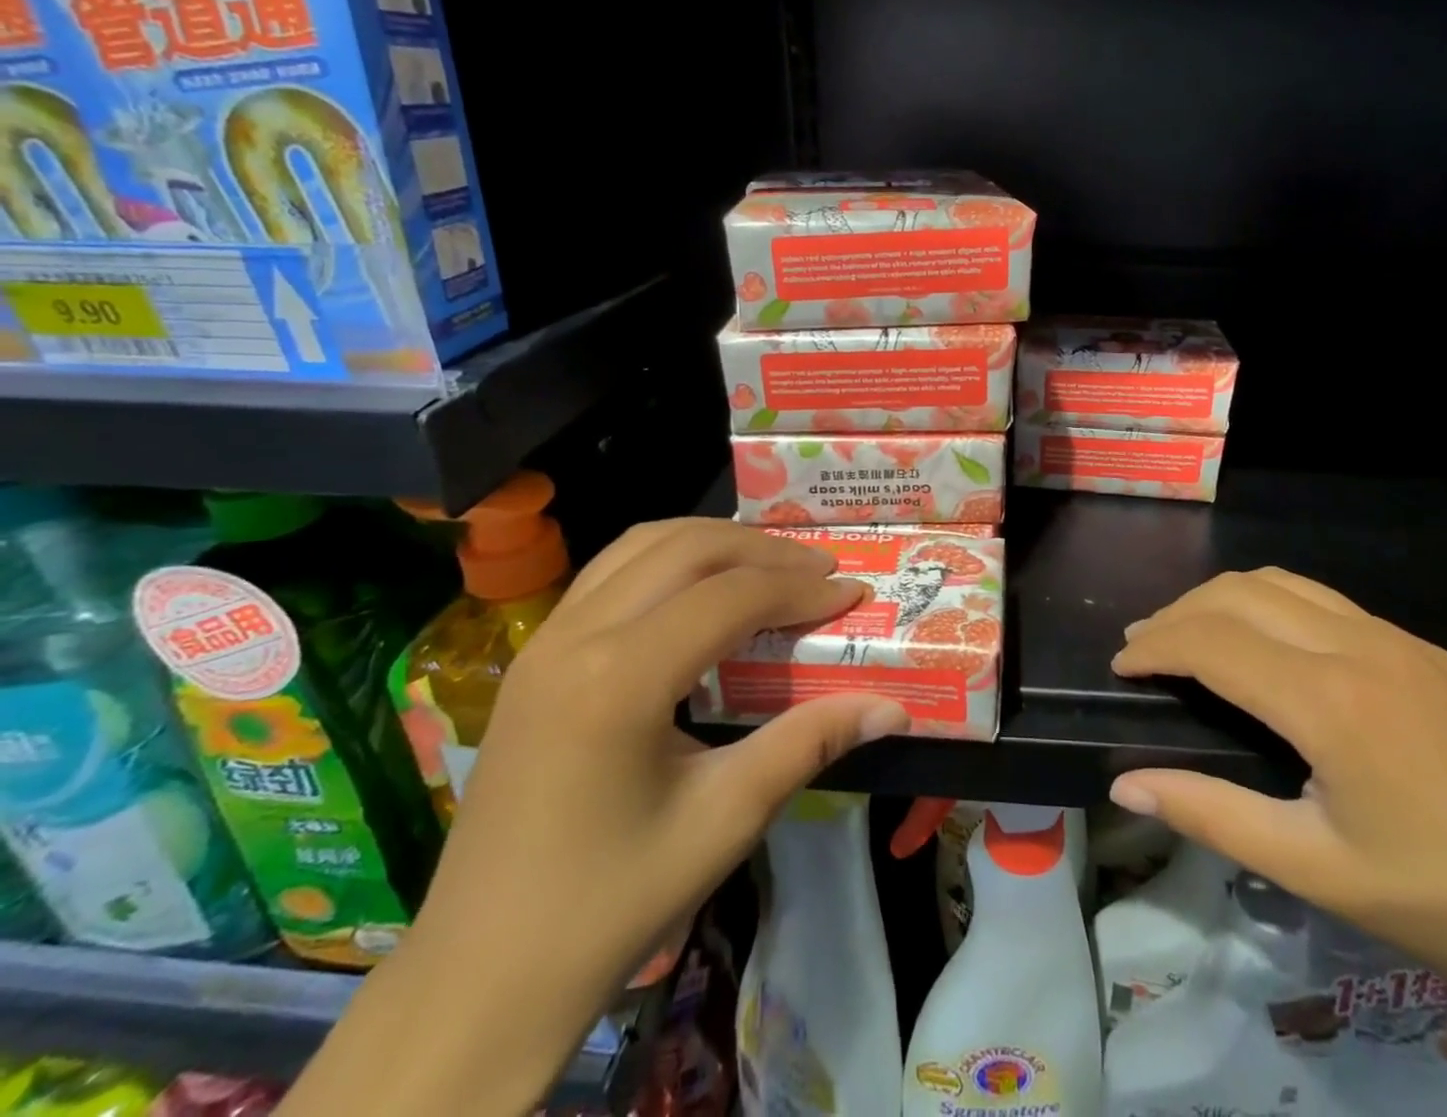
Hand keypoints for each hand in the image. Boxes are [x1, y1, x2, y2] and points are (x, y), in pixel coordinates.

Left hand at [418, 517, 908, 999]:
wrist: (481, 977)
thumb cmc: (611, 903)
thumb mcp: (725, 819)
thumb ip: (810, 742)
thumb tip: (892, 706)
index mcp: (619, 679)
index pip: (730, 596)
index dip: (800, 588)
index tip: (852, 591)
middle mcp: (575, 636)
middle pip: (687, 549)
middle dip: (763, 550)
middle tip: (820, 569)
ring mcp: (544, 640)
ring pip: (642, 544)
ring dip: (714, 542)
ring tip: (769, 564)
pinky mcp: (533, 655)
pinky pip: (610, 571)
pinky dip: (669, 558)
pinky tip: (700, 590)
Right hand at [1108, 570, 1446, 1116]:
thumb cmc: (1431, 901)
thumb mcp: (1306, 866)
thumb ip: (1207, 812)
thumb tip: (1123, 783)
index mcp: (1329, 701)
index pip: (1211, 641)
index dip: (1155, 646)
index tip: (1121, 667)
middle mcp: (1361, 646)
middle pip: (1238, 593)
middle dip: (1178, 613)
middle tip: (1144, 648)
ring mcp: (1400, 640)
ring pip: (1283, 583)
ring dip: (1223, 600)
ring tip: (1191, 635)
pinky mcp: (1427, 650)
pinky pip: (1327, 603)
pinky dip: (1272, 609)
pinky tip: (1267, 651)